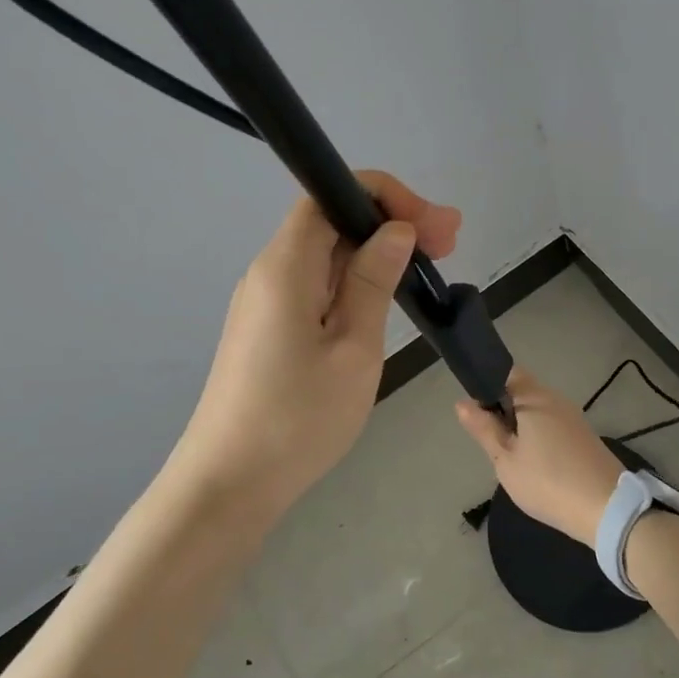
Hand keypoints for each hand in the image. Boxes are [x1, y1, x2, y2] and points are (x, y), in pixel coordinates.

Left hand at [168, 171, 460, 517]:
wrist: (229, 483)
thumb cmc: (298, 418)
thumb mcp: (353, 348)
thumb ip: (374, 282)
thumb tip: (395, 230)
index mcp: (285, 266)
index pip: (330, 194)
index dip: (384, 197)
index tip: (431, 226)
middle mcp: (270, 272)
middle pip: (331, 221)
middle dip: (391, 222)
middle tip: (449, 244)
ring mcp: (267, 301)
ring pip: (327, 255)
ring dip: (378, 253)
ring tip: (431, 267)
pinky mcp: (270, 328)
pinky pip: (318, 285)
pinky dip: (357, 281)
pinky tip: (388, 298)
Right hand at [455, 369, 623, 545]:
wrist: (606, 509)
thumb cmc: (548, 481)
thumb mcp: (506, 460)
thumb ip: (484, 429)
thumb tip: (462, 403)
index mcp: (535, 397)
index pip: (506, 372)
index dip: (486, 386)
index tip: (476, 414)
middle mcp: (556, 399)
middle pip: (522, 392)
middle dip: (503, 411)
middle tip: (491, 444)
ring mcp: (574, 417)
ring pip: (538, 411)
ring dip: (521, 427)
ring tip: (511, 458)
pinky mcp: (584, 436)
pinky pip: (553, 426)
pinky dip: (538, 438)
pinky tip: (535, 465)